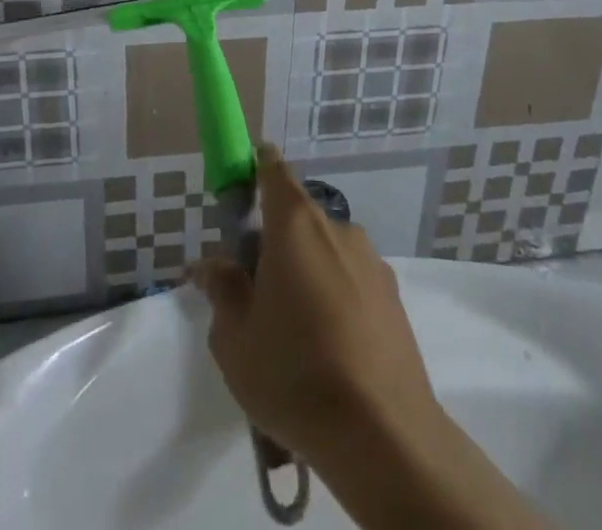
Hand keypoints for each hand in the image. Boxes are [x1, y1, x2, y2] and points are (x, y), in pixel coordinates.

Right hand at [190, 147, 438, 463]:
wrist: (382, 432)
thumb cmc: (294, 374)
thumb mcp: (235, 339)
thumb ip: (221, 290)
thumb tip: (209, 264)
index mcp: (294, 224)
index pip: (273, 170)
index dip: (257, 168)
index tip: (243, 186)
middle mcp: (336, 226)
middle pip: (297, 217)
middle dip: (275, 243)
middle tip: (257, 295)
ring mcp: (369, 258)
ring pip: (326, 251)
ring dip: (307, 273)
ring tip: (296, 336)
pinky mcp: (392, 292)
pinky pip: (351, 279)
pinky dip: (336, 297)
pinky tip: (330, 351)